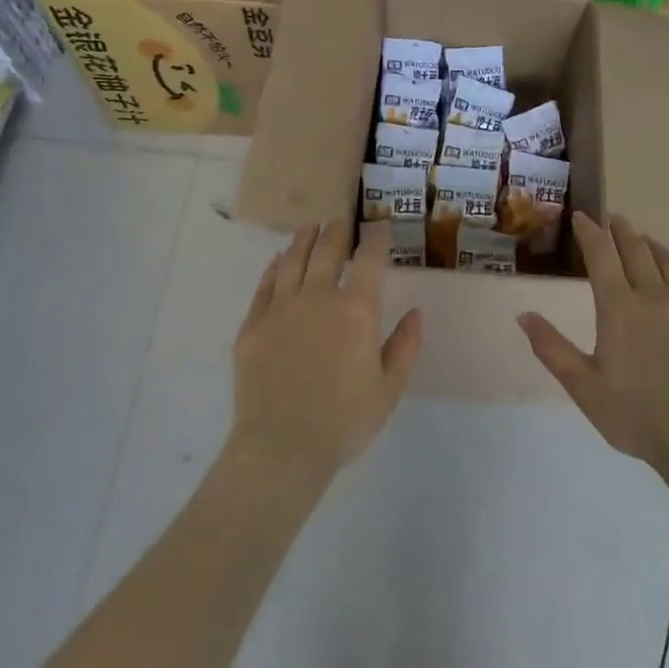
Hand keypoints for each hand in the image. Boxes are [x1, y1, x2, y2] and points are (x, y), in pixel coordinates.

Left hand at [229, 220, 422, 485]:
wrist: (281, 447)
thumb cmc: (344, 422)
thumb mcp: (389, 389)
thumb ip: (404, 346)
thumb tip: (414, 313)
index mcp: (356, 311)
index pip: (369, 261)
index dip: (376, 239)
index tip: (379, 227)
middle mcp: (318, 298)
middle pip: (328, 251)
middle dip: (337, 231)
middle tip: (340, 220)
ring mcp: (281, 309)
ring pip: (293, 261)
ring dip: (303, 240)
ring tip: (309, 227)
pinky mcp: (253, 325)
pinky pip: (264, 286)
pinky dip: (273, 268)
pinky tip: (277, 261)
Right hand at [519, 212, 668, 482]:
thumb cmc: (635, 415)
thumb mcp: (583, 386)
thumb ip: (551, 348)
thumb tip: (523, 314)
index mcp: (619, 308)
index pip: (601, 255)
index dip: (590, 232)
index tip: (582, 215)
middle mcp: (654, 297)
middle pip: (636, 250)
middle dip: (621, 230)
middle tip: (612, 217)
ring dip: (655, 246)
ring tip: (645, 240)